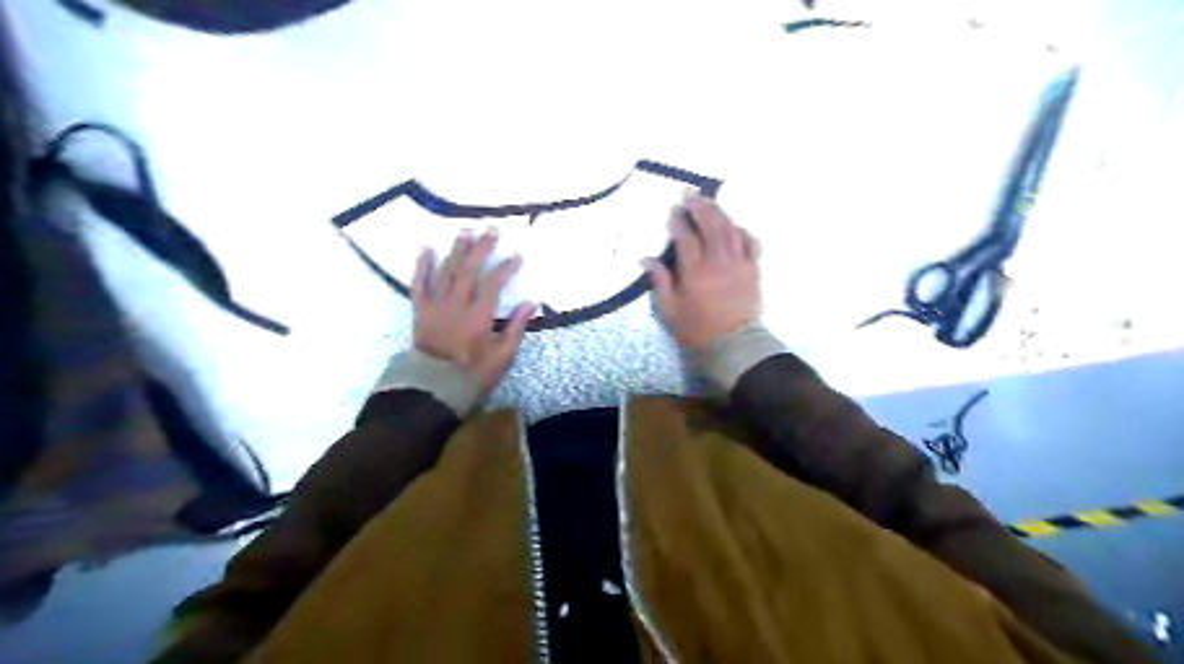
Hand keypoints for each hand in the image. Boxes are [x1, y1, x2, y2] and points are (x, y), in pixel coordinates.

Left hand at [410, 232, 534, 391]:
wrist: (434, 387)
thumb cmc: (473, 373)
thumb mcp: (503, 355)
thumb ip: (516, 327)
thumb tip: (532, 302)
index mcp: (479, 315)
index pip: (494, 283)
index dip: (506, 267)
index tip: (517, 255)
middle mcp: (457, 304)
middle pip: (469, 269)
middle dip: (482, 248)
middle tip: (491, 230)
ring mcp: (436, 305)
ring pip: (446, 271)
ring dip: (456, 250)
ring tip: (465, 231)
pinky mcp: (421, 310)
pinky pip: (419, 284)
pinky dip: (422, 266)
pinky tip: (426, 249)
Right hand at [643, 193, 763, 352]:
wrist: (734, 345)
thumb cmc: (697, 330)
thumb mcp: (670, 311)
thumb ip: (659, 282)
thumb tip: (646, 259)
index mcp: (695, 272)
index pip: (686, 237)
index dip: (679, 221)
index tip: (673, 210)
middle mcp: (718, 262)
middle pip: (711, 225)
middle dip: (700, 207)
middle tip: (691, 195)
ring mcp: (739, 264)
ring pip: (730, 230)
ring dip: (720, 213)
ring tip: (710, 202)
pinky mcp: (753, 270)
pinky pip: (751, 243)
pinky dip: (742, 231)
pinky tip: (735, 226)